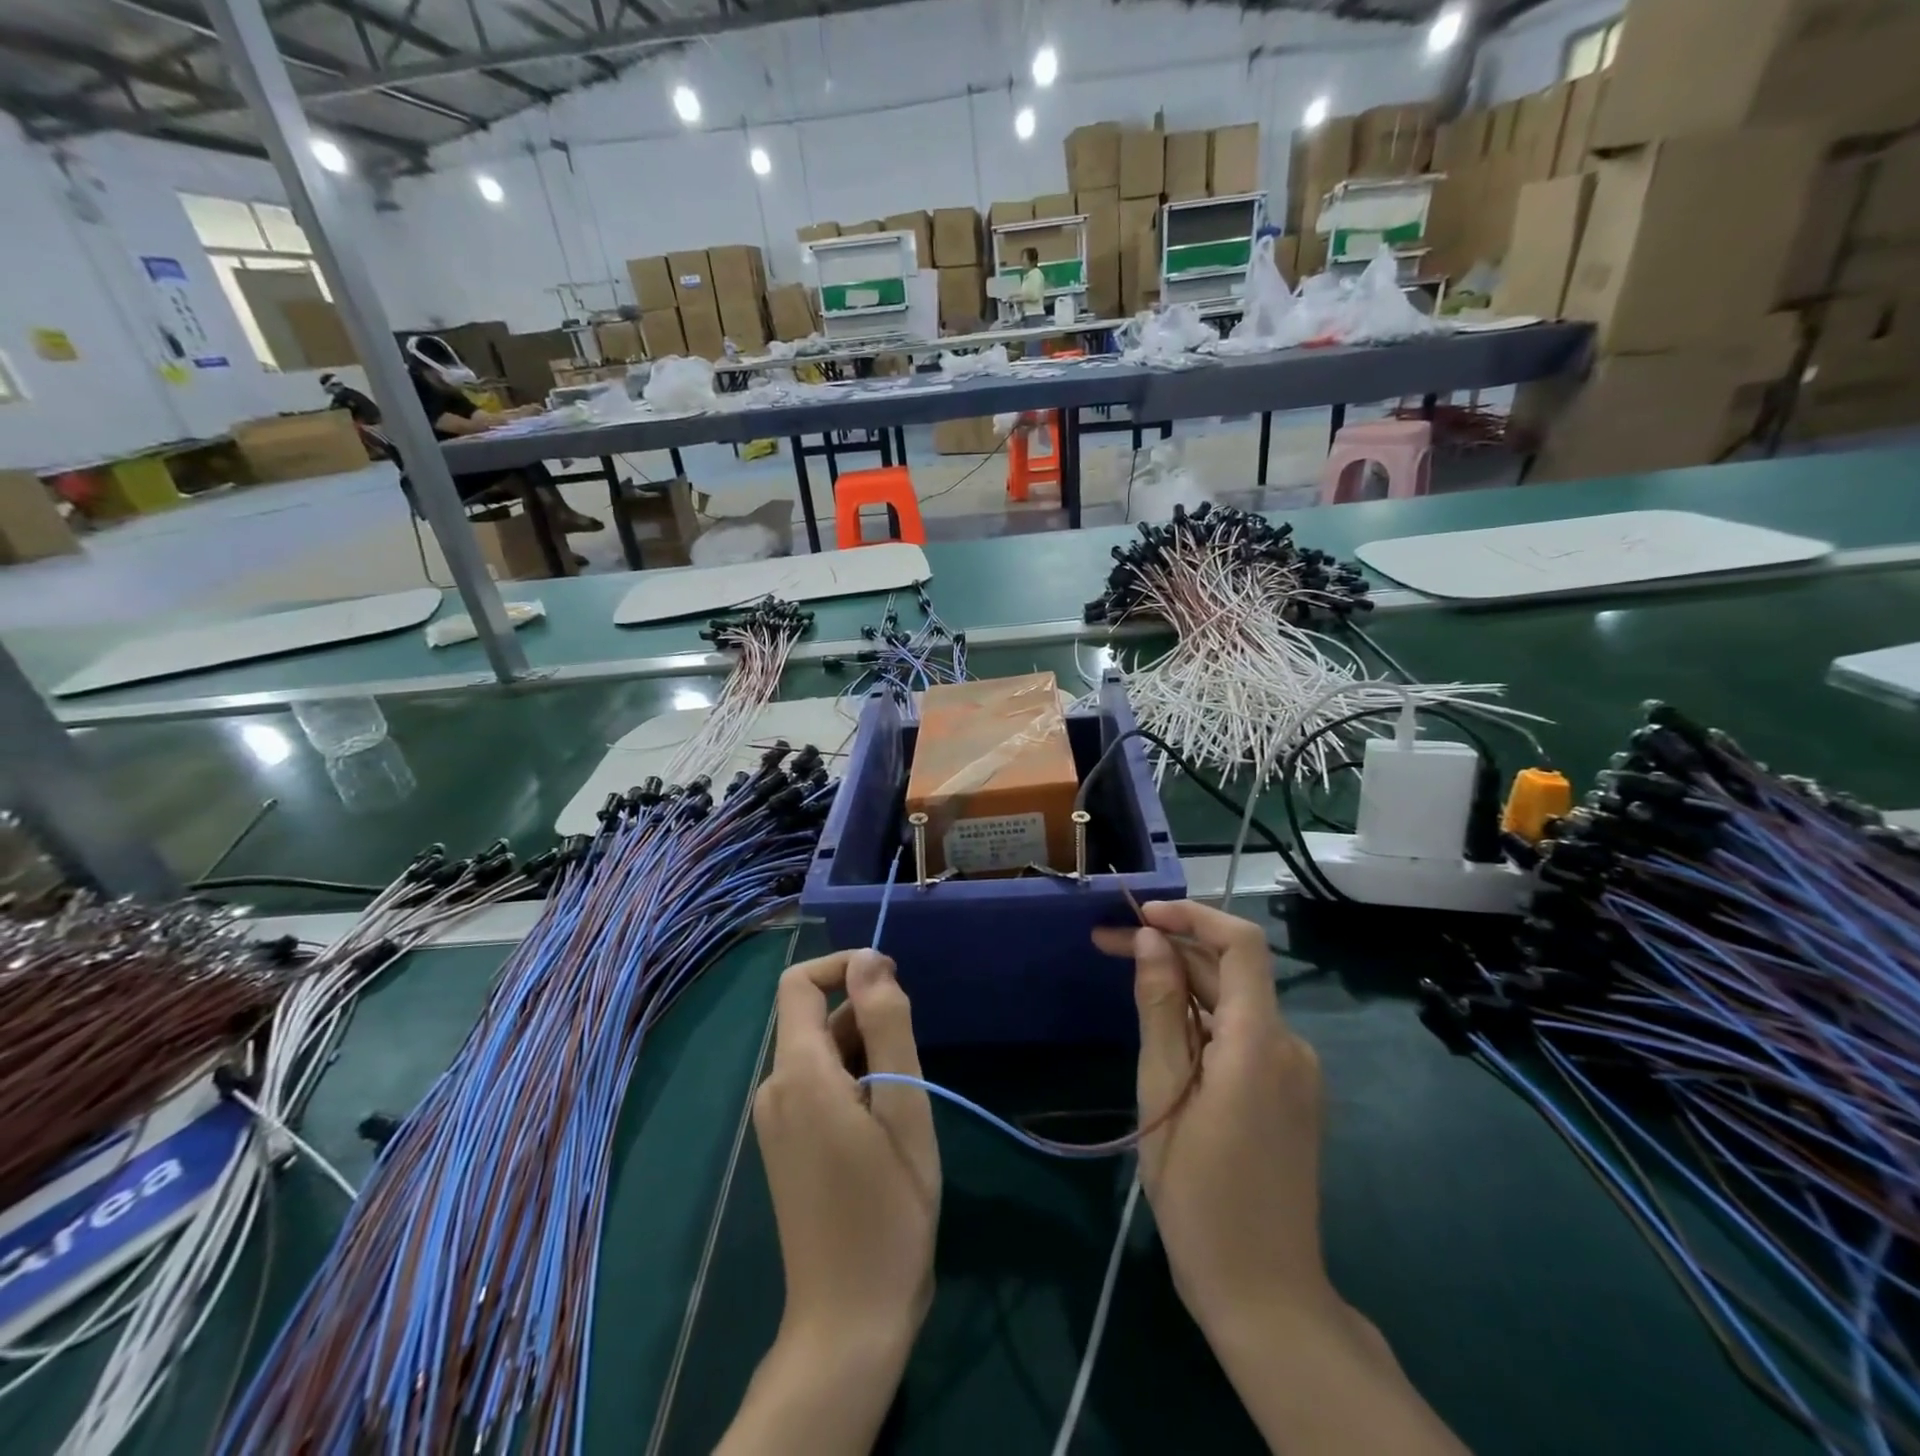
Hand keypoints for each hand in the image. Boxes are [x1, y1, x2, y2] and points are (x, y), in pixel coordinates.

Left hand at [719, 951, 937, 1454]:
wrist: (850, 1319)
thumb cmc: (888, 1209)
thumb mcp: (903, 1106)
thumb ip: (886, 1024)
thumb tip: (869, 959)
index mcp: (797, 1073)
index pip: (800, 983)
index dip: (845, 967)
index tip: (894, 984)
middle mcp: (775, 1087)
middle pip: (816, 1018)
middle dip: (867, 1019)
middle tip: (913, 1066)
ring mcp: (775, 1118)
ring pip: (822, 1052)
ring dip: (866, 1054)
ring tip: (904, 1104)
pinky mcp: (785, 1142)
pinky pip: (818, 1083)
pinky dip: (853, 1081)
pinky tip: (884, 1125)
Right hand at [1094, 903, 1467, 1455]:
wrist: (1265, 1294)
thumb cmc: (1200, 1197)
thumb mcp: (1163, 1095)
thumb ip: (1159, 1011)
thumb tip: (1153, 942)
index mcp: (1260, 1043)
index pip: (1240, 944)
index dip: (1192, 915)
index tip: (1140, 915)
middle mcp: (1288, 1045)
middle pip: (1230, 971)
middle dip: (1170, 949)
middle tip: (1105, 945)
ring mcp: (1294, 1070)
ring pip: (1233, 1002)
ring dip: (1181, 983)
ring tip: (1125, 980)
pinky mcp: (1288, 1091)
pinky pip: (1242, 1034)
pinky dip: (1200, 1017)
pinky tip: (1163, 1029)